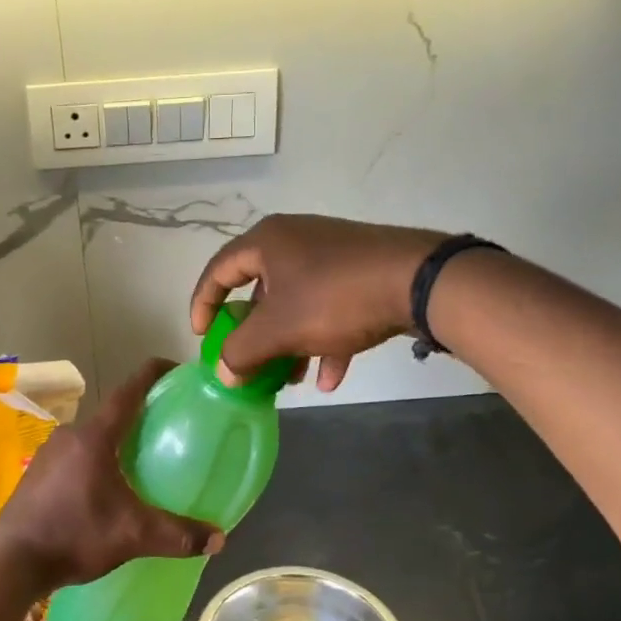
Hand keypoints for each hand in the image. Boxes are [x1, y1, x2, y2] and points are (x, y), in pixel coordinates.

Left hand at [0, 360, 224, 592]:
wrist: (11, 562)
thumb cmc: (73, 535)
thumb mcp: (132, 536)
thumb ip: (176, 535)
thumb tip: (219, 540)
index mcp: (94, 437)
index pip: (128, 392)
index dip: (152, 374)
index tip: (174, 368)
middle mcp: (69, 435)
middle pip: (111, 416)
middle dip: (138, 418)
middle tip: (166, 429)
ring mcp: (48, 453)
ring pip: (91, 438)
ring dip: (114, 444)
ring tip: (139, 462)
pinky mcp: (36, 473)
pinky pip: (74, 456)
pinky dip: (94, 462)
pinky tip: (104, 489)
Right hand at [190, 214, 445, 391]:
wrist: (418, 281)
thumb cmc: (334, 298)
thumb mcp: (278, 329)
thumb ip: (241, 352)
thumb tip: (224, 373)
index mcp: (267, 242)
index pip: (219, 270)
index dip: (203, 304)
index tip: (202, 337)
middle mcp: (295, 241)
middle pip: (259, 291)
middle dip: (254, 334)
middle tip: (248, 361)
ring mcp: (331, 255)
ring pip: (296, 303)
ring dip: (289, 344)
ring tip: (290, 380)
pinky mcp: (360, 272)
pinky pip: (330, 308)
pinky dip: (324, 341)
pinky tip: (330, 380)